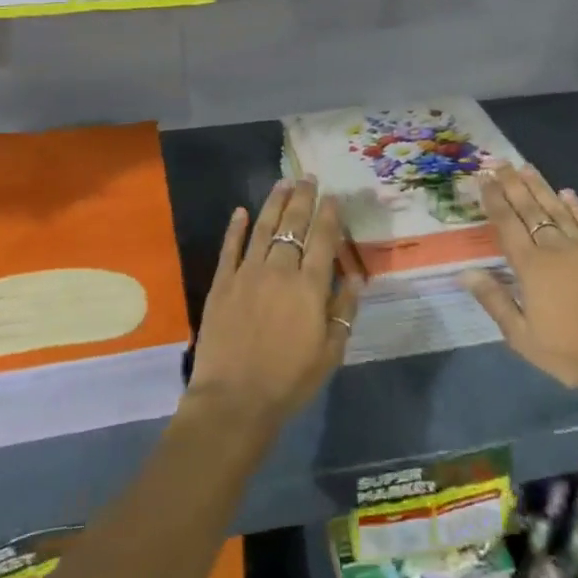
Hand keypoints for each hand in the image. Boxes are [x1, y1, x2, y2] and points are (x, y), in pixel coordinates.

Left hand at [188, 177, 363, 428]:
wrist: (234, 400)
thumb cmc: (289, 381)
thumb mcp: (330, 353)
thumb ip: (343, 312)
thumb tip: (356, 278)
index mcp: (309, 288)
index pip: (322, 240)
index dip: (329, 215)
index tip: (332, 197)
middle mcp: (279, 271)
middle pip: (293, 226)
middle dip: (303, 199)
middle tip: (309, 178)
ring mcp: (247, 274)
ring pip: (262, 228)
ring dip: (274, 203)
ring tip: (283, 183)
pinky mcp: (222, 283)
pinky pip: (230, 248)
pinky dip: (235, 228)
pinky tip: (240, 211)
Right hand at [460, 165, 577, 417]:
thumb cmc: (570, 353)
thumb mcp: (521, 337)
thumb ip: (494, 300)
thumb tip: (466, 272)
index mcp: (531, 267)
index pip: (507, 224)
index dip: (494, 199)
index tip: (483, 177)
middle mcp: (555, 248)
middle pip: (530, 209)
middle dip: (512, 184)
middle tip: (499, 162)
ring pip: (557, 209)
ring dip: (540, 187)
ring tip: (525, 167)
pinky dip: (575, 206)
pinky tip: (566, 192)